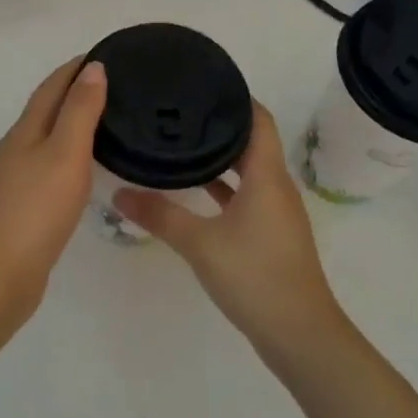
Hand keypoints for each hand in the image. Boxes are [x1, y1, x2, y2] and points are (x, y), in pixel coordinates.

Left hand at [0, 59, 108, 326]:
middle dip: (73, 92)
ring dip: (70, 123)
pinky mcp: (22, 205)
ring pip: (46, 138)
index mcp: (24, 131)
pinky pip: (48, 166)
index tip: (103, 53)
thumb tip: (93, 68)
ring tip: (104, 120)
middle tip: (113, 85)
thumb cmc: (36, 209)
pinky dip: (68, 154)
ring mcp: (15, 179)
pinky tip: (82, 168)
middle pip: (45, 110)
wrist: (1, 273)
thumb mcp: (65, 154)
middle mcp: (15, 149)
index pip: (51, 87)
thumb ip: (80, 111)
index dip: (74, 68)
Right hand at [115, 103, 345, 356]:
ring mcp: (275, 212)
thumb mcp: (199, 243)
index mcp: (267, 176)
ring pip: (246, 171)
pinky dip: (222, 188)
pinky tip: (192, 191)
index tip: (200, 83)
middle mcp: (276, 186)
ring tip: (179, 143)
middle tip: (177, 111)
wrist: (299, 335)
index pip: (257, 118)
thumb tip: (118, 194)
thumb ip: (159, 215)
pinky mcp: (270, 235)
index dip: (234, 97)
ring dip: (219, 158)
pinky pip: (245, 196)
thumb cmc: (254, 276)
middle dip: (218, 125)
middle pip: (251, 141)